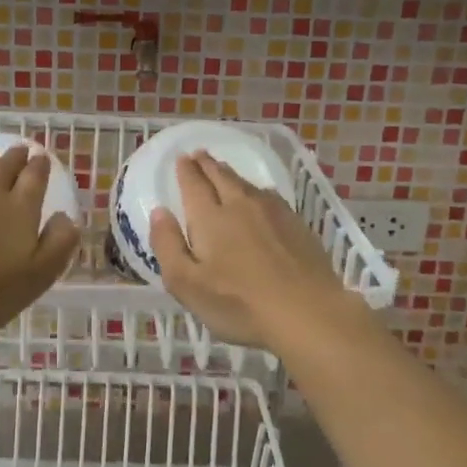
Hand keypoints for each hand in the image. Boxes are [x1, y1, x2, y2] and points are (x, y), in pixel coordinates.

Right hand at [149, 153, 355, 348]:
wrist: (307, 312)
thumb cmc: (239, 304)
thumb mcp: (186, 284)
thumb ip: (168, 245)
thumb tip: (160, 212)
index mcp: (210, 218)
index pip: (194, 185)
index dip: (186, 171)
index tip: (181, 159)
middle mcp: (240, 205)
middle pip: (221, 177)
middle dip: (207, 165)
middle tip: (199, 154)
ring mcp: (273, 213)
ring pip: (246, 184)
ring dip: (231, 174)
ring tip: (223, 170)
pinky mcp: (297, 225)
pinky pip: (270, 197)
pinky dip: (257, 191)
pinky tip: (260, 196)